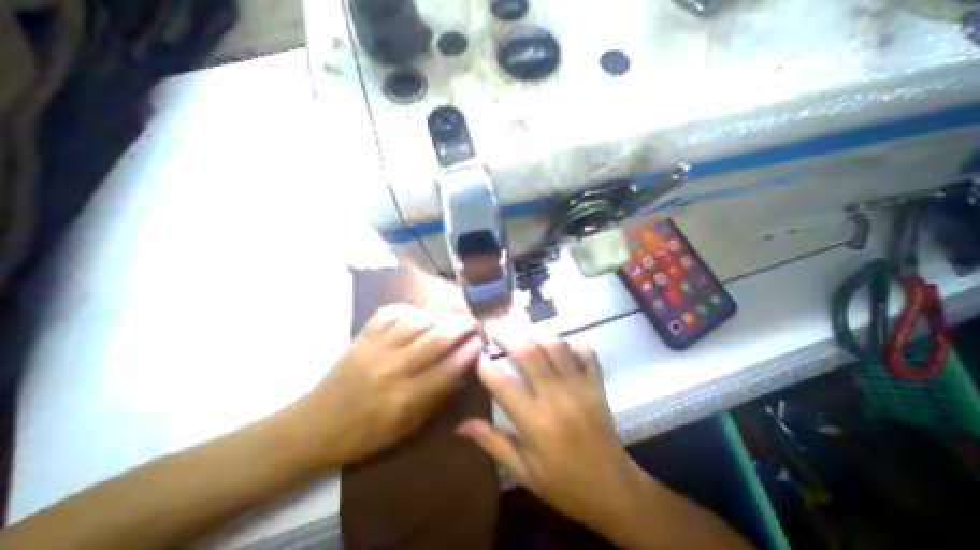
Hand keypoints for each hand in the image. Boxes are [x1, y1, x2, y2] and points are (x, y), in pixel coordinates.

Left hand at [293, 304, 485, 465]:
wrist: (315, 425)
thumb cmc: (365, 434)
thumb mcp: (407, 428)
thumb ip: (437, 397)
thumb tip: (461, 369)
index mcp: (405, 398)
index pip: (448, 368)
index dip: (469, 352)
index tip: (481, 342)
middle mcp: (393, 369)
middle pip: (437, 338)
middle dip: (461, 327)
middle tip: (473, 324)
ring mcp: (376, 348)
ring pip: (418, 321)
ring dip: (442, 315)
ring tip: (454, 316)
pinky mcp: (363, 336)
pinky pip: (391, 312)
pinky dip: (411, 309)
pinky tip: (421, 313)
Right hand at [456, 336, 652, 537]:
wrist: (613, 490)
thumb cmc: (562, 483)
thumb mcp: (522, 470)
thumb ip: (492, 442)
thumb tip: (460, 425)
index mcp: (535, 423)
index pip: (502, 385)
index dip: (485, 366)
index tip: (477, 355)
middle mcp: (557, 398)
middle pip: (529, 353)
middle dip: (508, 337)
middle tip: (496, 330)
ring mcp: (580, 387)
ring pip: (556, 346)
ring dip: (536, 336)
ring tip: (523, 336)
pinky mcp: (597, 384)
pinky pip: (585, 352)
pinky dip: (570, 344)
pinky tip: (559, 348)